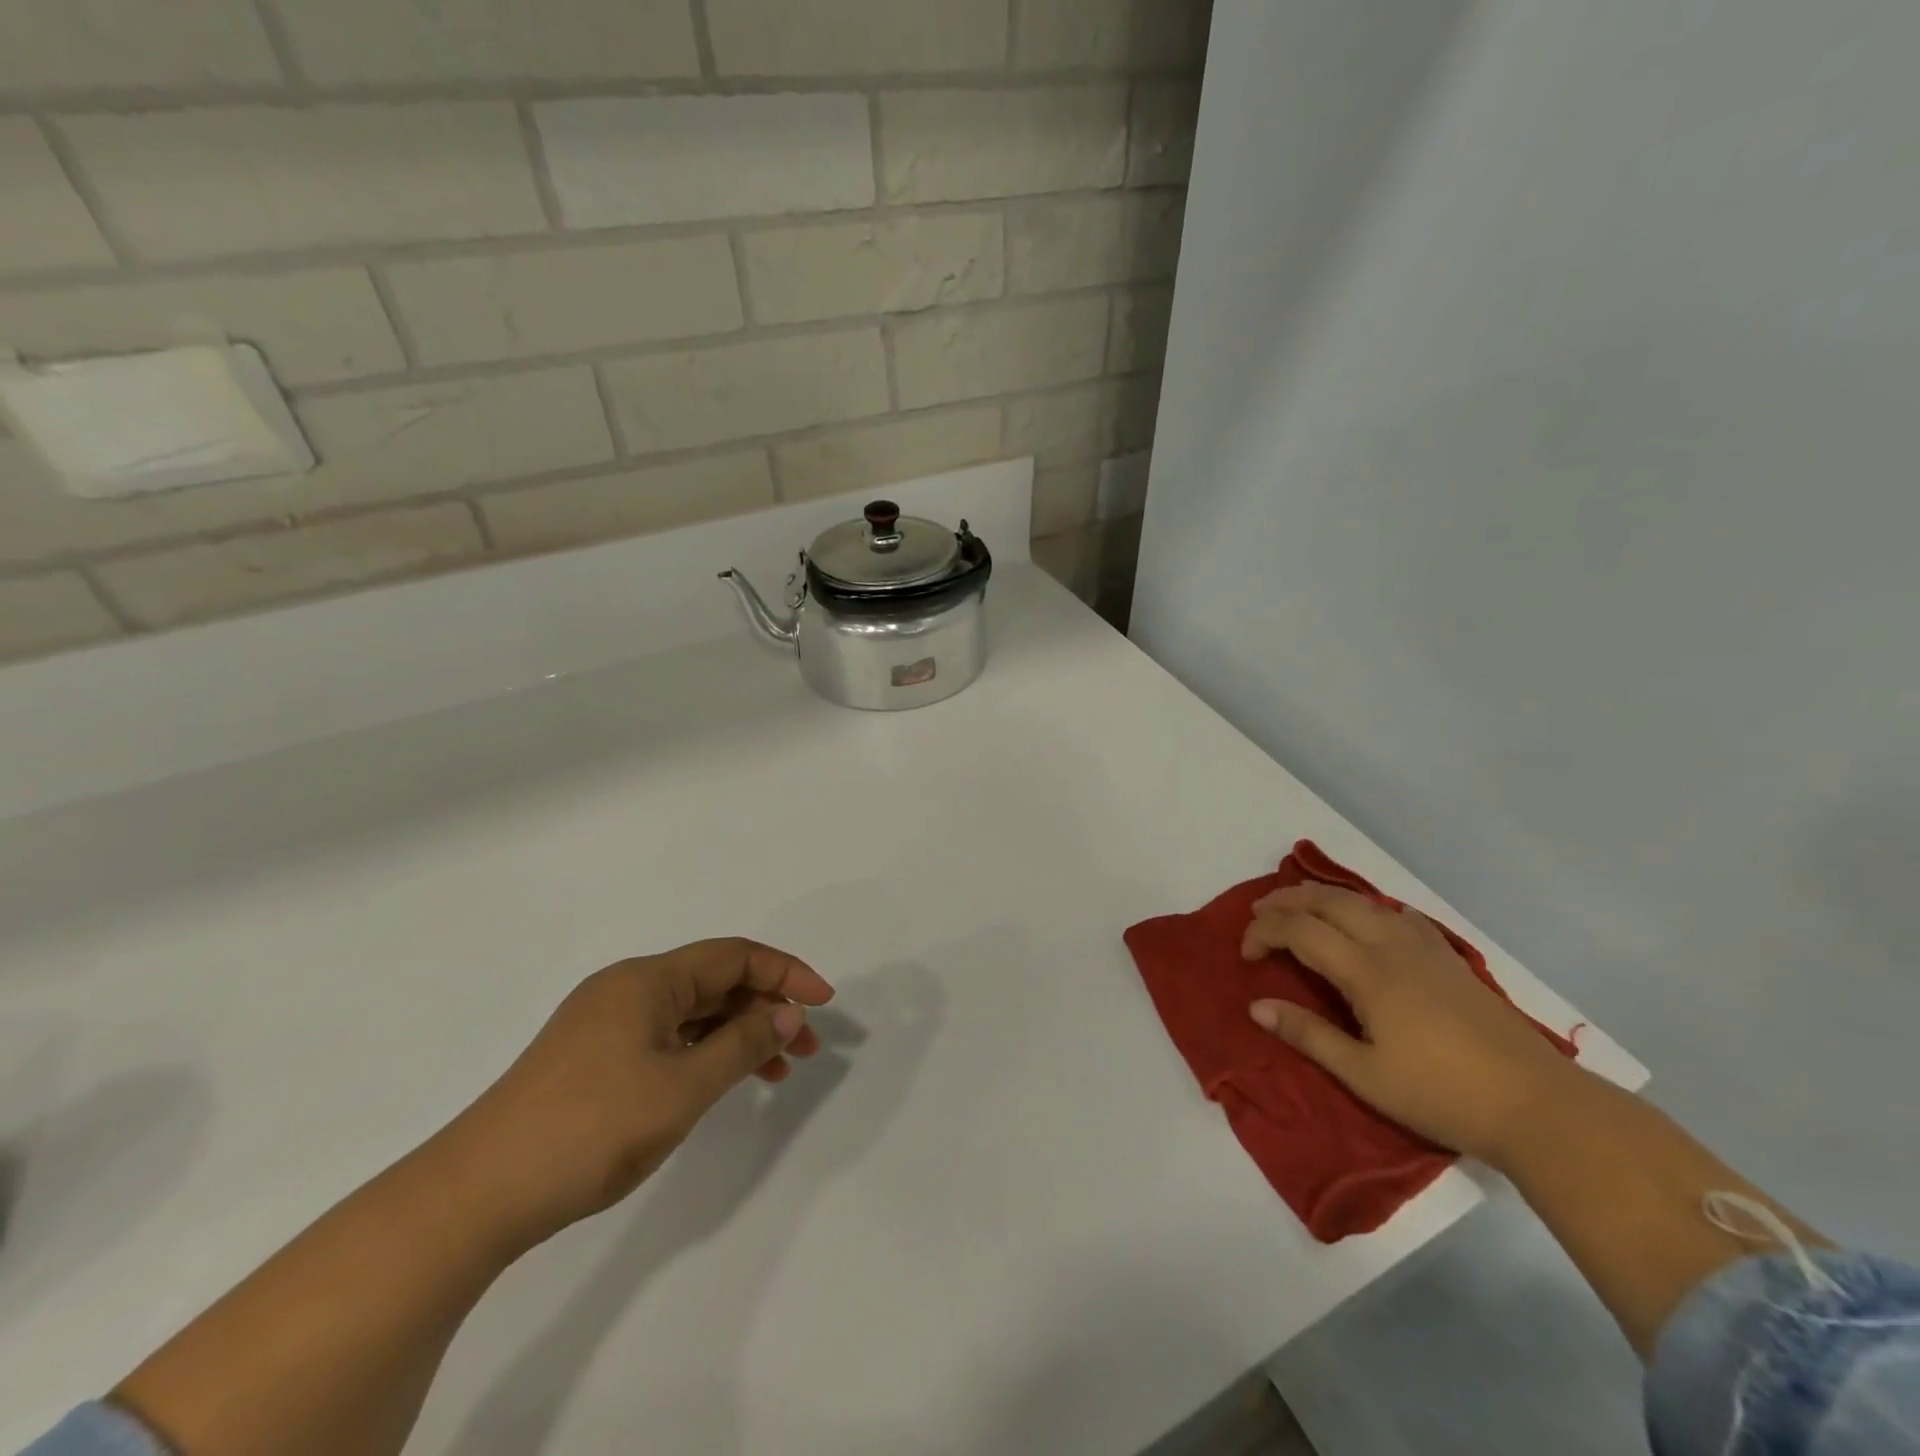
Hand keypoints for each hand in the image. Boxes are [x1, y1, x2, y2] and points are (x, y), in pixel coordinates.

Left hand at [444, 939, 834, 1247]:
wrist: (476, 1196)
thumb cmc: (591, 1129)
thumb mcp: (682, 1088)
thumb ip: (742, 1044)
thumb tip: (786, 1013)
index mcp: (647, 979)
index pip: (734, 956)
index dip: (786, 972)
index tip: (823, 1003)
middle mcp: (628, 988)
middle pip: (714, 982)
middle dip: (766, 1007)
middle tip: (804, 1047)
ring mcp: (607, 1024)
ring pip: (692, 1013)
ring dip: (738, 1033)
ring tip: (776, 1070)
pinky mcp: (594, 1058)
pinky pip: (667, 1038)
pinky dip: (704, 1053)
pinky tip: (722, 1081)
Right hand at [1241, 884, 1579, 1164]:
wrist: (1537, 1105)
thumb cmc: (1442, 1095)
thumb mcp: (1364, 1075)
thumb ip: (1308, 1035)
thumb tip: (1256, 1006)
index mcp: (1366, 971)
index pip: (1299, 930)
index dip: (1264, 933)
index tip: (1245, 955)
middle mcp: (1391, 945)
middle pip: (1327, 901)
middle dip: (1285, 901)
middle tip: (1258, 916)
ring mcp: (1424, 947)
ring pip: (1362, 901)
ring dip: (1321, 898)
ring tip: (1298, 910)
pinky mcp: (1449, 958)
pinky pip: (1395, 913)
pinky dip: (1364, 907)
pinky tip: (1365, 923)